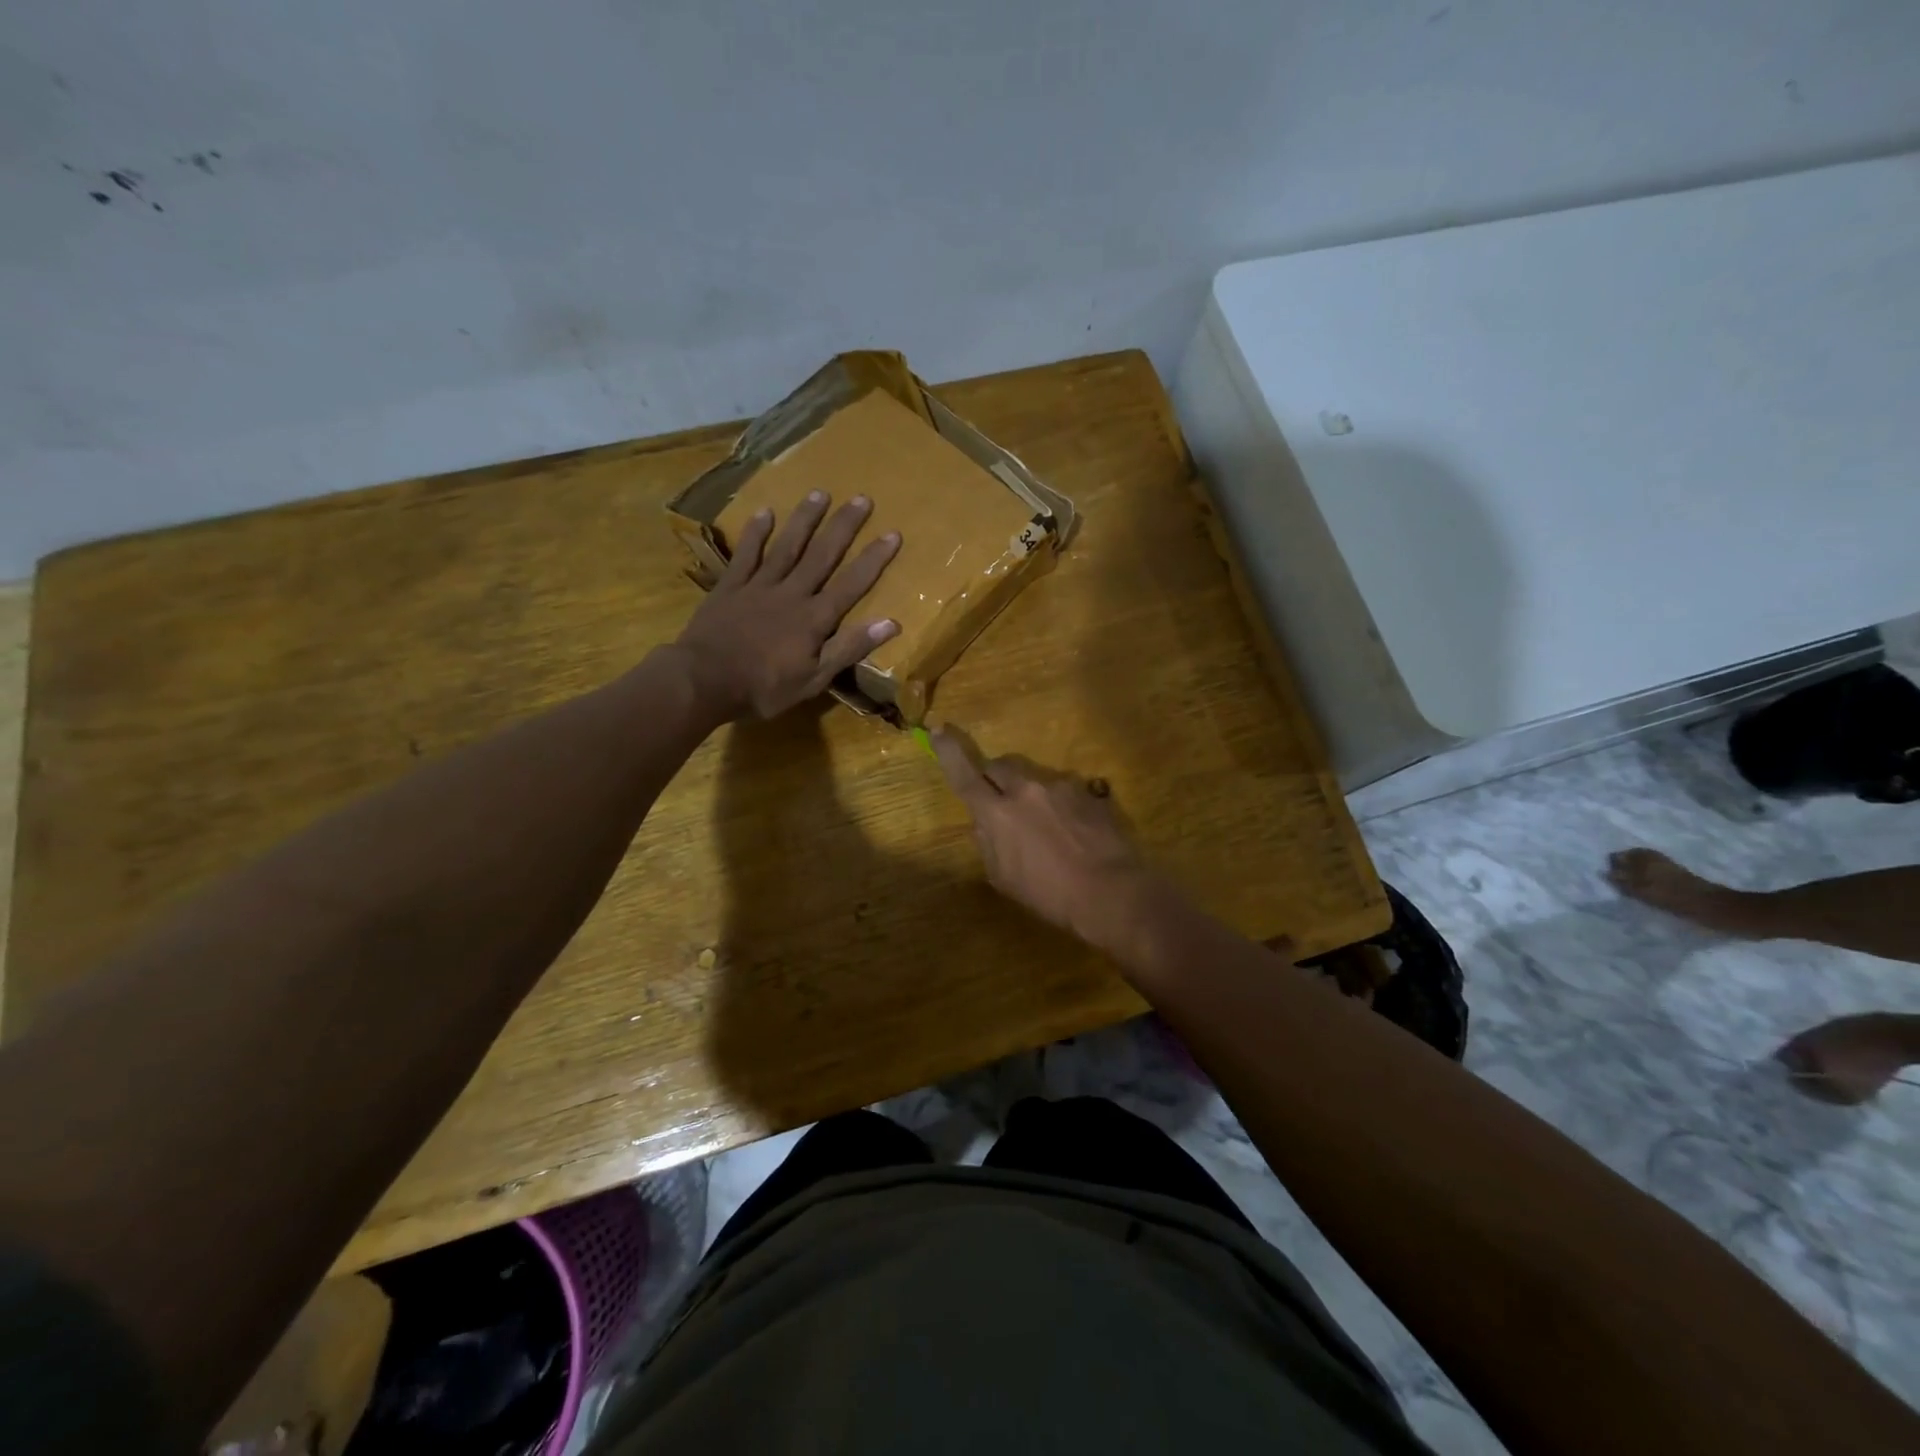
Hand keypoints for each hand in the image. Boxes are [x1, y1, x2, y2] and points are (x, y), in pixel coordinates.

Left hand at [673, 492, 900, 720]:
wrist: (703, 681)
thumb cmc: (763, 688)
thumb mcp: (814, 680)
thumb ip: (849, 648)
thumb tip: (891, 623)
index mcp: (814, 619)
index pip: (852, 584)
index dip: (873, 559)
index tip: (893, 533)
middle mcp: (791, 593)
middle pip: (822, 555)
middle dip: (844, 526)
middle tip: (862, 498)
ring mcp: (759, 586)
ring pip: (787, 546)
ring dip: (805, 519)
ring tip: (820, 493)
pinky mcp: (730, 586)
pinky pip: (746, 554)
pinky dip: (756, 533)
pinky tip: (765, 512)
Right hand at [931, 728, 1169, 952]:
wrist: (1111, 891)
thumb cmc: (1050, 895)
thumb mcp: (1004, 879)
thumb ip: (989, 844)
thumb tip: (984, 824)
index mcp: (998, 813)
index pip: (964, 775)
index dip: (948, 752)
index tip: (938, 730)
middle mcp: (1027, 789)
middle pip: (1000, 766)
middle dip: (995, 778)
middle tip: (1000, 800)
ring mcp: (1061, 787)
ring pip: (1035, 778)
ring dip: (1032, 794)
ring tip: (1047, 828)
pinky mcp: (1089, 792)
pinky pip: (1066, 790)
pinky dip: (1062, 805)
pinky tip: (1074, 831)